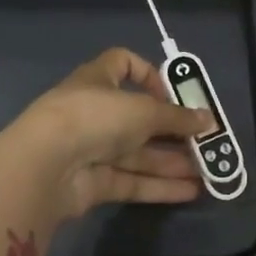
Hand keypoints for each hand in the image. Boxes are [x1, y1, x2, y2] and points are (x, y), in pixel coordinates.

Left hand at [3, 48, 215, 222]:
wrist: (45, 165)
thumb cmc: (94, 118)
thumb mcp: (143, 110)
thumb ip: (178, 118)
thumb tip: (209, 120)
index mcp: (98, 80)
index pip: (122, 64)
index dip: (149, 74)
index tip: (173, 93)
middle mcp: (94, 112)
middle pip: (138, 118)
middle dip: (171, 130)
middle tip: (203, 142)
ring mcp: (92, 149)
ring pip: (138, 154)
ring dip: (172, 161)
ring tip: (206, 171)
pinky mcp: (94, 183)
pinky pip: (132, 181)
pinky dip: (160, 185)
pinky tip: (191, 191)